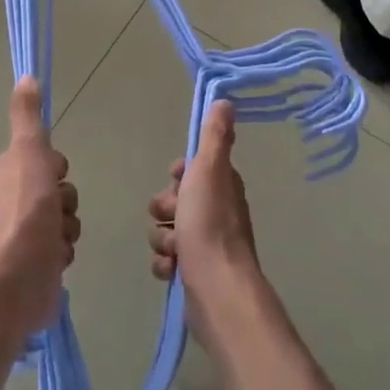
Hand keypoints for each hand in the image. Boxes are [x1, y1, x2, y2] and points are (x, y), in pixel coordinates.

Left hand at [0, 77, 78, 341]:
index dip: (56, 166)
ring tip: (56, 239)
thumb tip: (26, 76)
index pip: (46, 159)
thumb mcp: (28, 153)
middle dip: (67, 200)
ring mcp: (24, 234)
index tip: (53, 175)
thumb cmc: (24, 211)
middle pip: (59, 189)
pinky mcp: (36, 261)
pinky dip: (64, 251)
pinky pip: (64, 246)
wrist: (15, 279)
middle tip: (56, 210)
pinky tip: (56, 258)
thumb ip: (27, 117)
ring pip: (65, 218)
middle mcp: (13, 200)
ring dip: (68, 227)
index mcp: (7, 173)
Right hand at [146, 102, 259, 316]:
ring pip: (167, 229)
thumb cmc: (209, 225)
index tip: (177, 180)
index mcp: (223, 186)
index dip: (178, 175)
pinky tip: (173, 269)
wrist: (216, 289)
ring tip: (174, 249)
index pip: (193, 169)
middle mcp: (217, 212)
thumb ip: (214, 137)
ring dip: (163, 238)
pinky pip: (167, 259)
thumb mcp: (209, 170)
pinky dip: (166, 264)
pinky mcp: (194, 272)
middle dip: (164, 208)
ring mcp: (206, 244)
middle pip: (174, 200)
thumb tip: (225, 100)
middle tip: (173, 215)